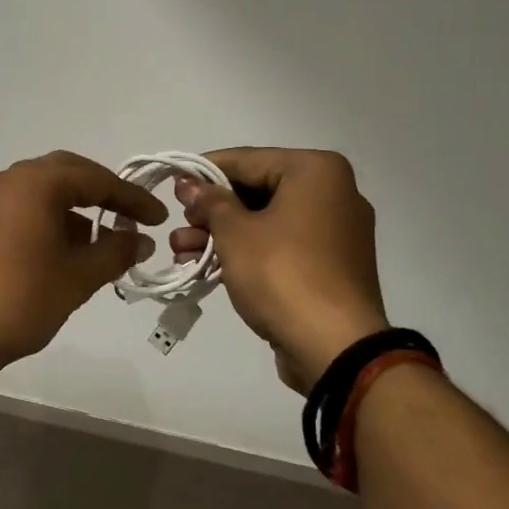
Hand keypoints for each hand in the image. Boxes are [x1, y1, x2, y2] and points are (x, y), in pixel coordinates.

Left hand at [0, 151, 165, 368]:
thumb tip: (140, 239)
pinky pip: (26, 204)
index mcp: (37, 183)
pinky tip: (70, 246)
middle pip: (69, 173)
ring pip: (46, 188)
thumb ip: (116, 251)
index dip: (132, 198)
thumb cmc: (24, 295)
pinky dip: (52, 216)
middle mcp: (12, 178)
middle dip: (104, 192)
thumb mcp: (79, 276)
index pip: (96, 180)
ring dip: (77, 206)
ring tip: (105, 239)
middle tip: (133, 216)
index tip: (159, 218)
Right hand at [171, 147, 388, 393]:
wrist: (336, 348)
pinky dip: (247, 251)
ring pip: (265, 220)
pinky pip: (281, 245)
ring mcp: (335, 231)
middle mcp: (332, 193)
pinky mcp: (331, 266)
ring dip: (222, 234)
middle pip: (256, 190)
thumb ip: (209, 201)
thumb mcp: (235, 232)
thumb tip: (190, 184)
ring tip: (181, 250)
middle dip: (211, 210)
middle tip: (180, 223)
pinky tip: (207, 265)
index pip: (246, 159)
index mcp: (316, 171)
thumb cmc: (283, 274)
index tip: (172, 184)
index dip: (203, 171)